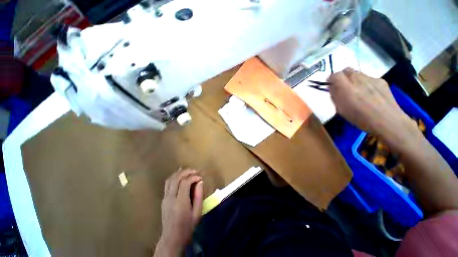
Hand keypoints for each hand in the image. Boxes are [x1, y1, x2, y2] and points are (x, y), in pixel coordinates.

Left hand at [154, 169, 203, 256]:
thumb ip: (199, 195)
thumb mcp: (197, 212)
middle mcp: (171, 198)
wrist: (172, 238)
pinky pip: (167, 184)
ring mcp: (165, 198)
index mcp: (180, 202)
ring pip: (170, 179)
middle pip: (176, 178)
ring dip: (179, 173)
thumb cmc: (187, 226)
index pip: (185, 183)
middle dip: (186, 172)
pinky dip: (174, 177)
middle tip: (195, 171)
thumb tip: (200, 181)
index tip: (200, 178)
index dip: (193, 177)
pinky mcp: (163, 199)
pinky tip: (180, 174)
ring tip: (188, 171)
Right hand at [328, 68, 417, 150]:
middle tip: (343, 88)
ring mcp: (371, 79)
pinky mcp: (381, 81)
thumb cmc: (360, 118)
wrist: (388, 121)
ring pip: (358, 73)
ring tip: (357, 92)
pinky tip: (369, 94)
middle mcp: (358, 79)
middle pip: (346, 70)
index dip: (331, 80)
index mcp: (346, 88)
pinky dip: (365, 83)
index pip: (334, 75)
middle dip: (342, 77)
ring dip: (353, 80)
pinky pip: (369, 78)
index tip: (331, 86)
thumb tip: (333, 88)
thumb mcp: (340, 109)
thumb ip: (335, 96)